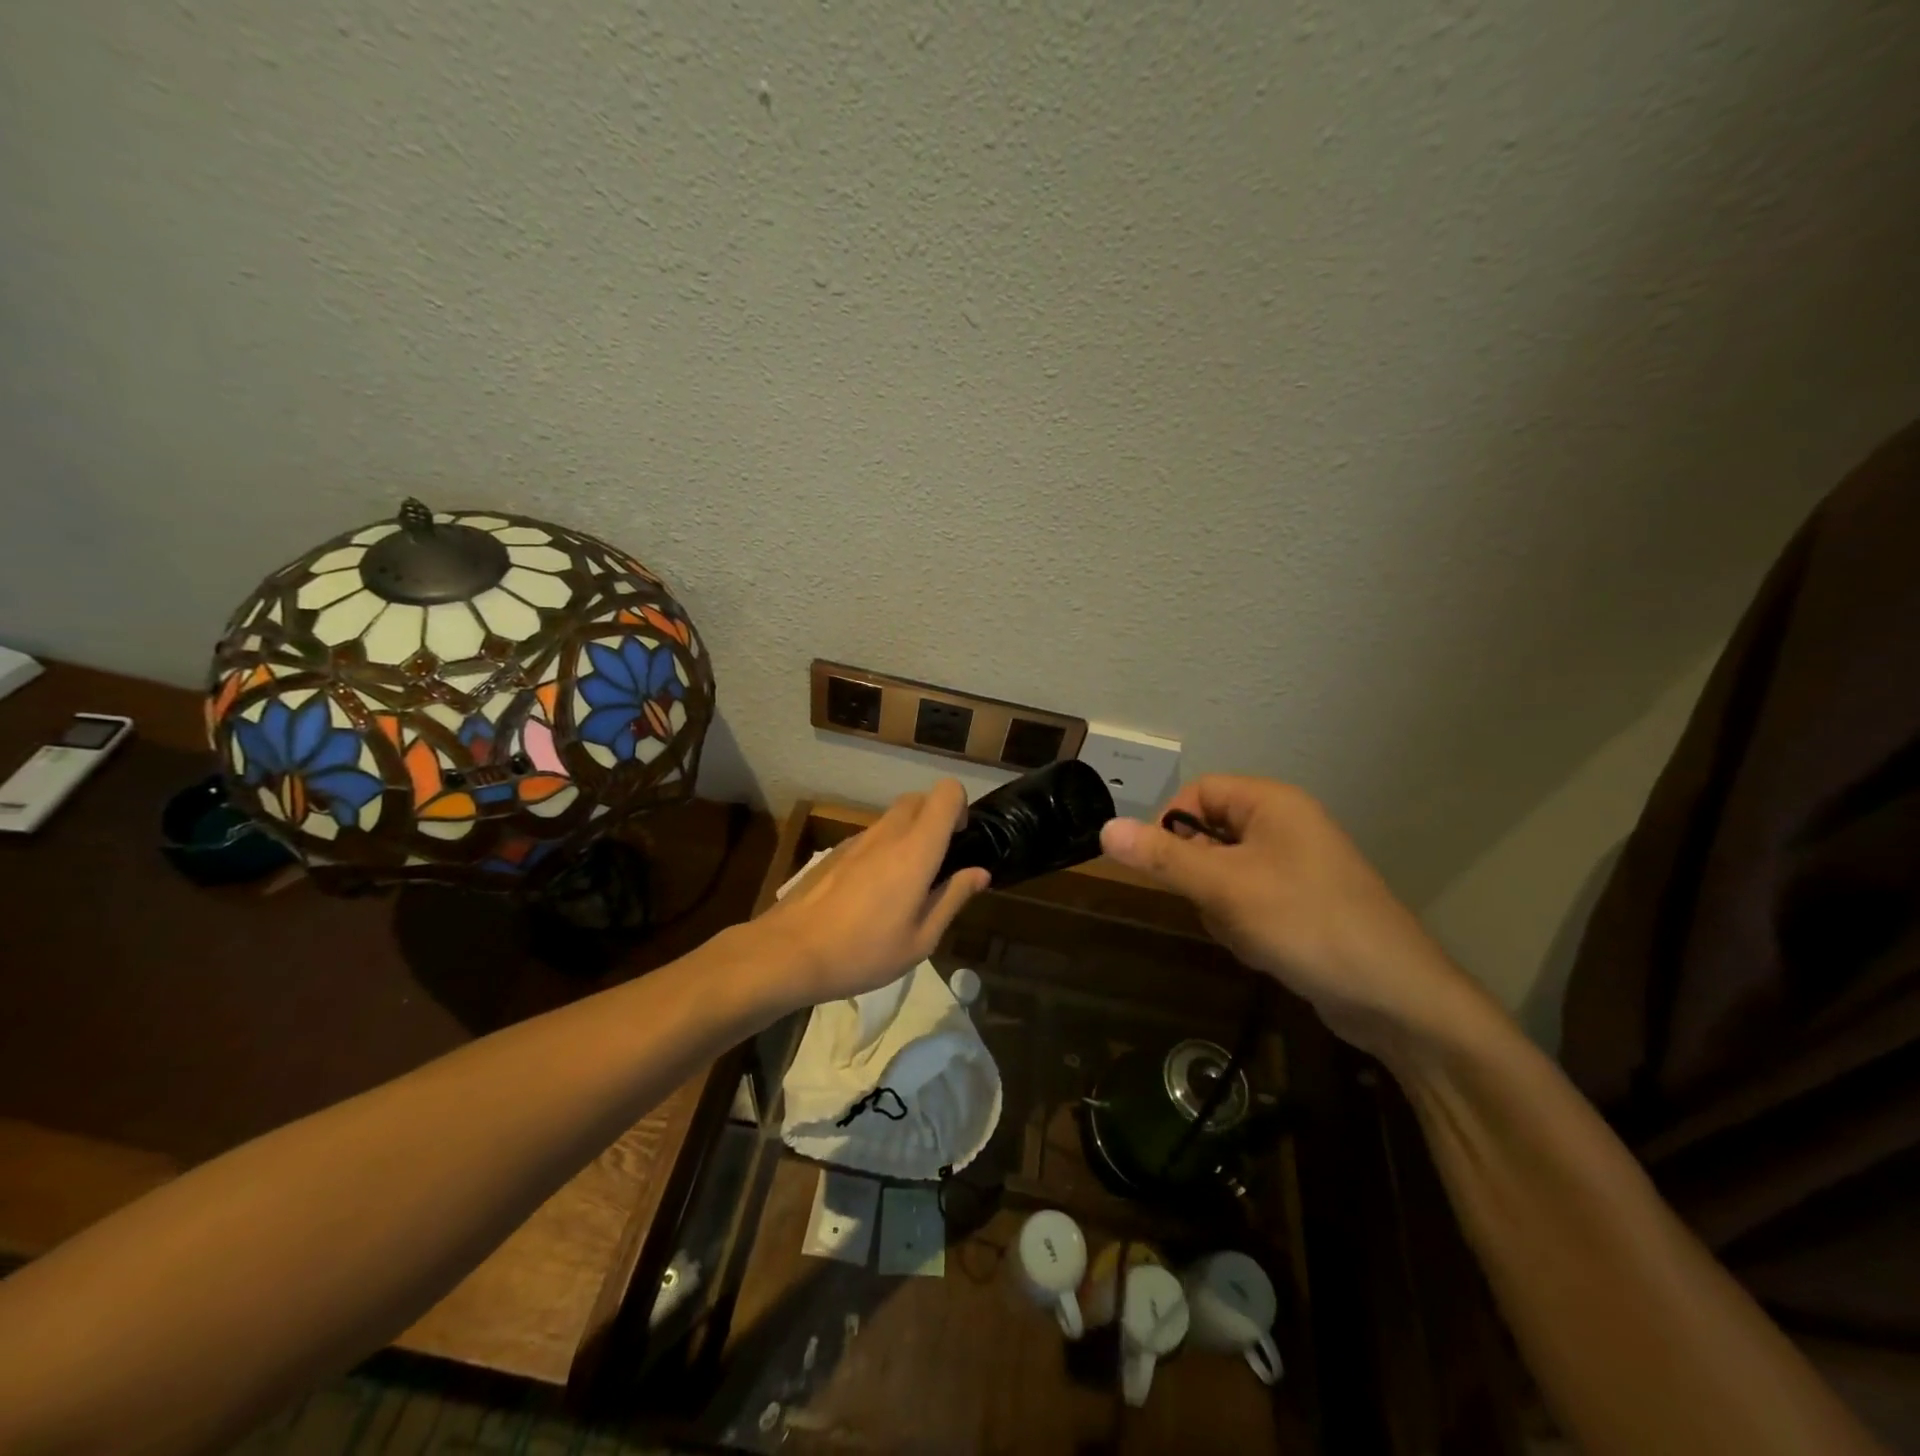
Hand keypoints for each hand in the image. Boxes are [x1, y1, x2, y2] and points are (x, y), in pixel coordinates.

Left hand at [755, 780, 991, 1008]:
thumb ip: (953, 898)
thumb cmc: (864, 951)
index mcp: (916, 849)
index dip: (959, 807)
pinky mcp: (834, 852)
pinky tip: (870, 894)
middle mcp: (888, 833)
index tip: (959, 841)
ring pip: (892, 818)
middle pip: (919, 798)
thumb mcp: (921, 939)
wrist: (790, 952)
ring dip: (908, 835)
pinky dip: (882, 850)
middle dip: (935, 818)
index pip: (946, 792)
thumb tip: (979, 873)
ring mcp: (857, 840)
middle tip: (937, 862)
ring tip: (903, 884)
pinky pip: (870, 837)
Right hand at [1098, 776, 1487, 1057]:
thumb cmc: (1306, 924)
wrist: (1394, 997)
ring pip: (1223, 874)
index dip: (1170, 823)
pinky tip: (1264, 950)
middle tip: (1213, 906)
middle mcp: (1284, 826)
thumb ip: (1163, 857)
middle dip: (1199, 876)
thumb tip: (1105, 829)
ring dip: (1220, 907)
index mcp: (1272, 803)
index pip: (1198, 791)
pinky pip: (1247, 901)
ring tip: (1247, 933)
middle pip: (1208, 834)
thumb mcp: (1225, 887)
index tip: (1159, 866)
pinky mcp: (1300, 905)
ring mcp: (1295, 868)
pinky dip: (1242, 925)